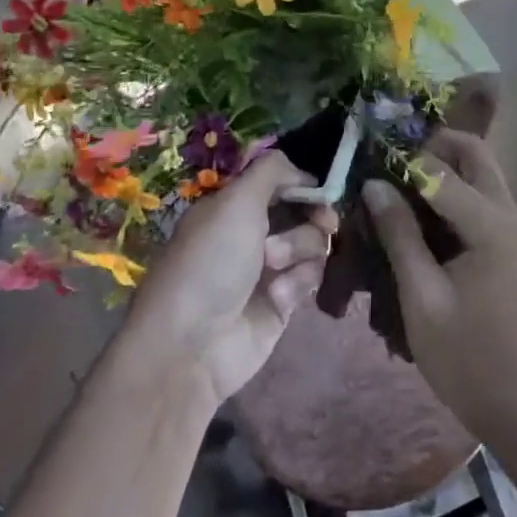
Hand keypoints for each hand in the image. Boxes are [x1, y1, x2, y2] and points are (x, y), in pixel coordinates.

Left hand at [126, 152, 335, 413]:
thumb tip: (302, 170)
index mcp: (234, 206)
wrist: (193, 345)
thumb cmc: (210, 263)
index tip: (321, 192)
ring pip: (313, 244)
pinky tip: (278, 297)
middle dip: (313, 217)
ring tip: (275, 269)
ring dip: (300, 251)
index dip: (304, 184)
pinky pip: (310, 277)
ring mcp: (269, 268)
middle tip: (323, 224)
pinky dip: (297, 282)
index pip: (281, 182)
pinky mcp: (283, 300)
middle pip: (305, 211)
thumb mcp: (235, 202)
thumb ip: (272, 171)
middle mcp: (252, 232)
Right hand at [363, 131, 516, 438]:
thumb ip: (399, 235)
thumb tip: (373, 185)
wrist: (515, 400)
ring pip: (478, 172)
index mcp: (490, 225)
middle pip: (473, 154)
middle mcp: (507, 214)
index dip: (402, 163)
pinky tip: (417, 212)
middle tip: (388, 167)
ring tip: (396, 185)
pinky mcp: (506, 241)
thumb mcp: (421, 296)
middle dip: (431, 149)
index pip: (442, 170)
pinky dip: (450, 191)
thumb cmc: (463, 356)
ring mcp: (511, 226)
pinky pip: (478, 196)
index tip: (367, 166)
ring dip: (441, 168)